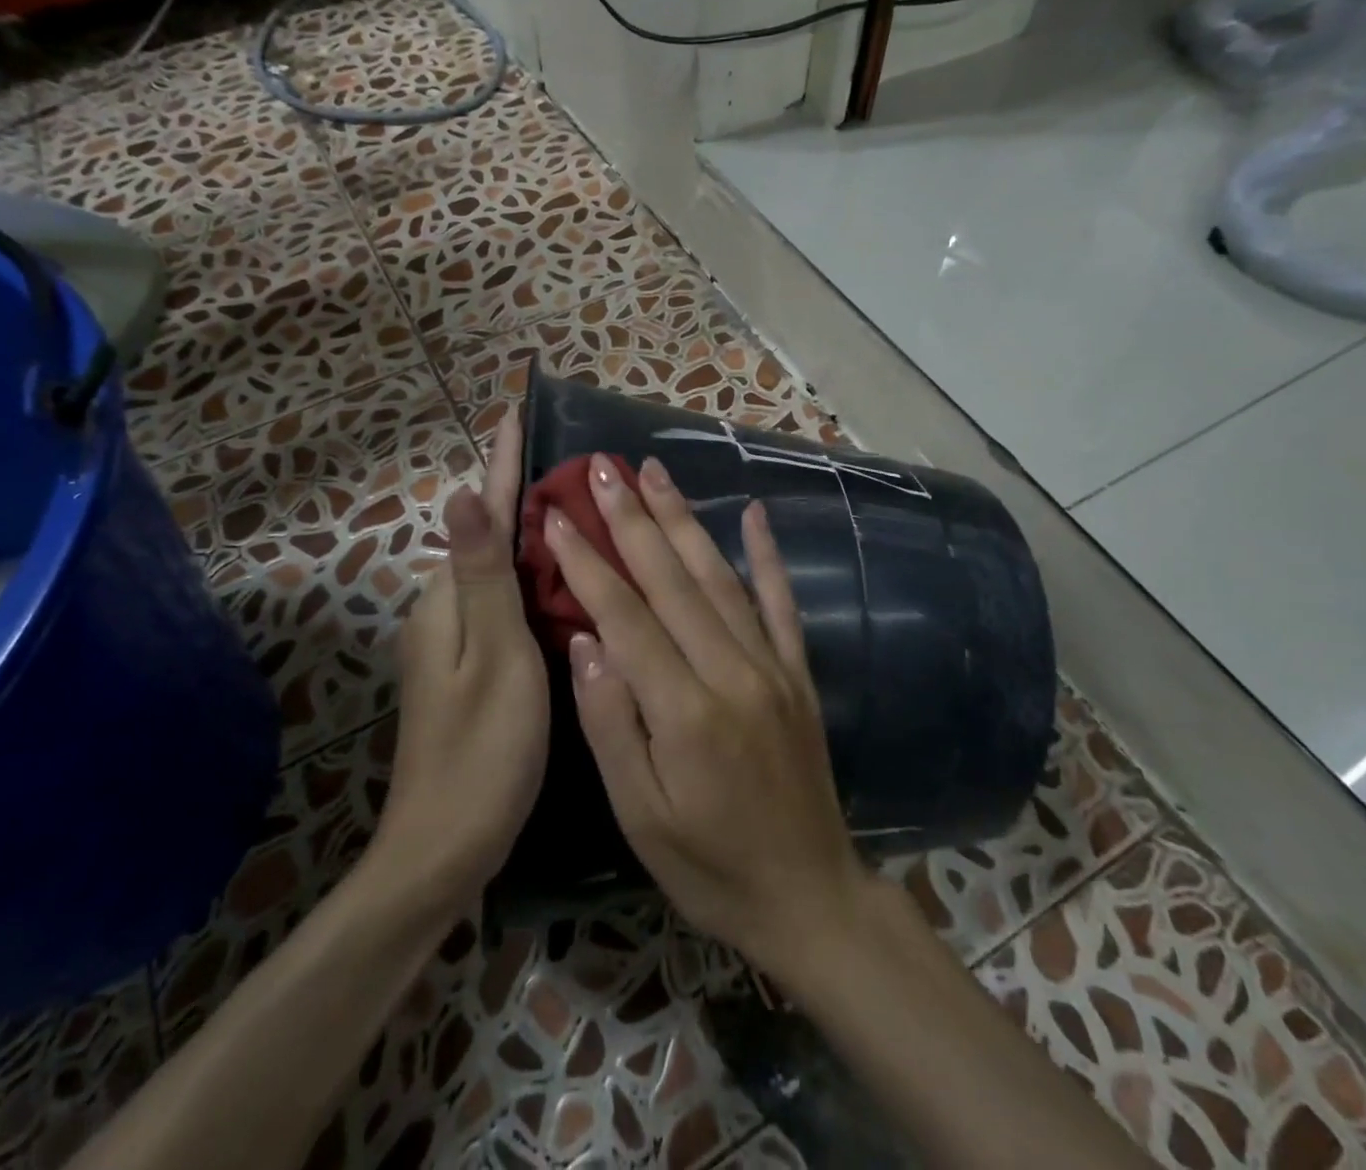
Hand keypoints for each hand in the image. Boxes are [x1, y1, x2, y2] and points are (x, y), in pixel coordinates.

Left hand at [374, 411, 547, 914]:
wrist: (444, 850)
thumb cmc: (482, 752)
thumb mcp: (494, 658)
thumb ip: (483, 577)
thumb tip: (463, 492)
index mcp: (450, 602)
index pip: (482, 514)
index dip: (501, 463)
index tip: (514, 410)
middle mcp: (445, 611)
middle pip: (489, 536)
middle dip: (521, 491)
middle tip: (572, 460)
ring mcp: (455, 642)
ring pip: (498, 571)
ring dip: (530, 533)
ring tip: (577, 503)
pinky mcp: (472, 668)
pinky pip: (504, 603)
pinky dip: (531, 578)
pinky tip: (563, 576)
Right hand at [545, 453, 873, 983]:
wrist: (810, 898)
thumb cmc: (709, 866)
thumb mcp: (640, 817)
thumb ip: (610, 724)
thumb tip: (585, 641)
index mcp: (683, 710)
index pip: (624, 615)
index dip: (586, 560)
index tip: (555, 514)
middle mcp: (730, 672)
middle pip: (671, 579)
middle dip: (631, 517)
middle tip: (601, 467)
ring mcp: (771, 666)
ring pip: (719, 576)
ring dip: (683, 519)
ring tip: (654, 472)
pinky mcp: (798, 673)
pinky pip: (781, 602)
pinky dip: (767, 554)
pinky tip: (755, 513)